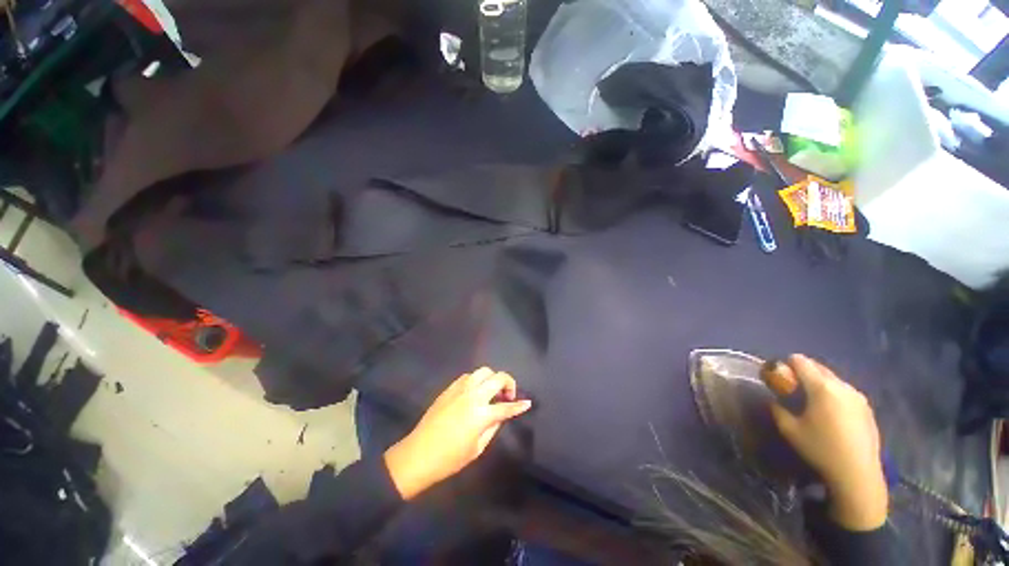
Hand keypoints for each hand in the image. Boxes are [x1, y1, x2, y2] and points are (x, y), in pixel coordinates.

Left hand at [383, 368, 531, 499]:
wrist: (418, 455)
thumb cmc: (449, 459)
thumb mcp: (477, 448)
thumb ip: (493, 427)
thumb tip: (501, 415)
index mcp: (480, 414)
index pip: (506, 406)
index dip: (519, 405)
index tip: (528, 403)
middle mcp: (472, 396)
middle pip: (497, 378)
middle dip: (509, 383)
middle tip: (508, 396)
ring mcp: (460, 389)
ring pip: (483, 371)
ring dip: (492, 379)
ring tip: (492, 392)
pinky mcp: (449, 388)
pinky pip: (468, 376)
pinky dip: (477, 380)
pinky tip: (476, 392)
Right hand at [770, 355, 887, 530]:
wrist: (858, 474)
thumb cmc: (821, 449)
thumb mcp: (789, 430)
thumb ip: (778, 409)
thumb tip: (775, 400)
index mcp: (822, 387)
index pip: (801, 361)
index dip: (787, 363)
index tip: (779, 374)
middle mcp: (842, 386)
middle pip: (819, 367)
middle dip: (803, 371)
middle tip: (792, 385)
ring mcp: (858, 397)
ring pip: (833, 379)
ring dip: (819, 382)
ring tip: (811, 399)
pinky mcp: (867, 408)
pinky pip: (845, 391)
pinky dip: (833, 394)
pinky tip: (830, 412)